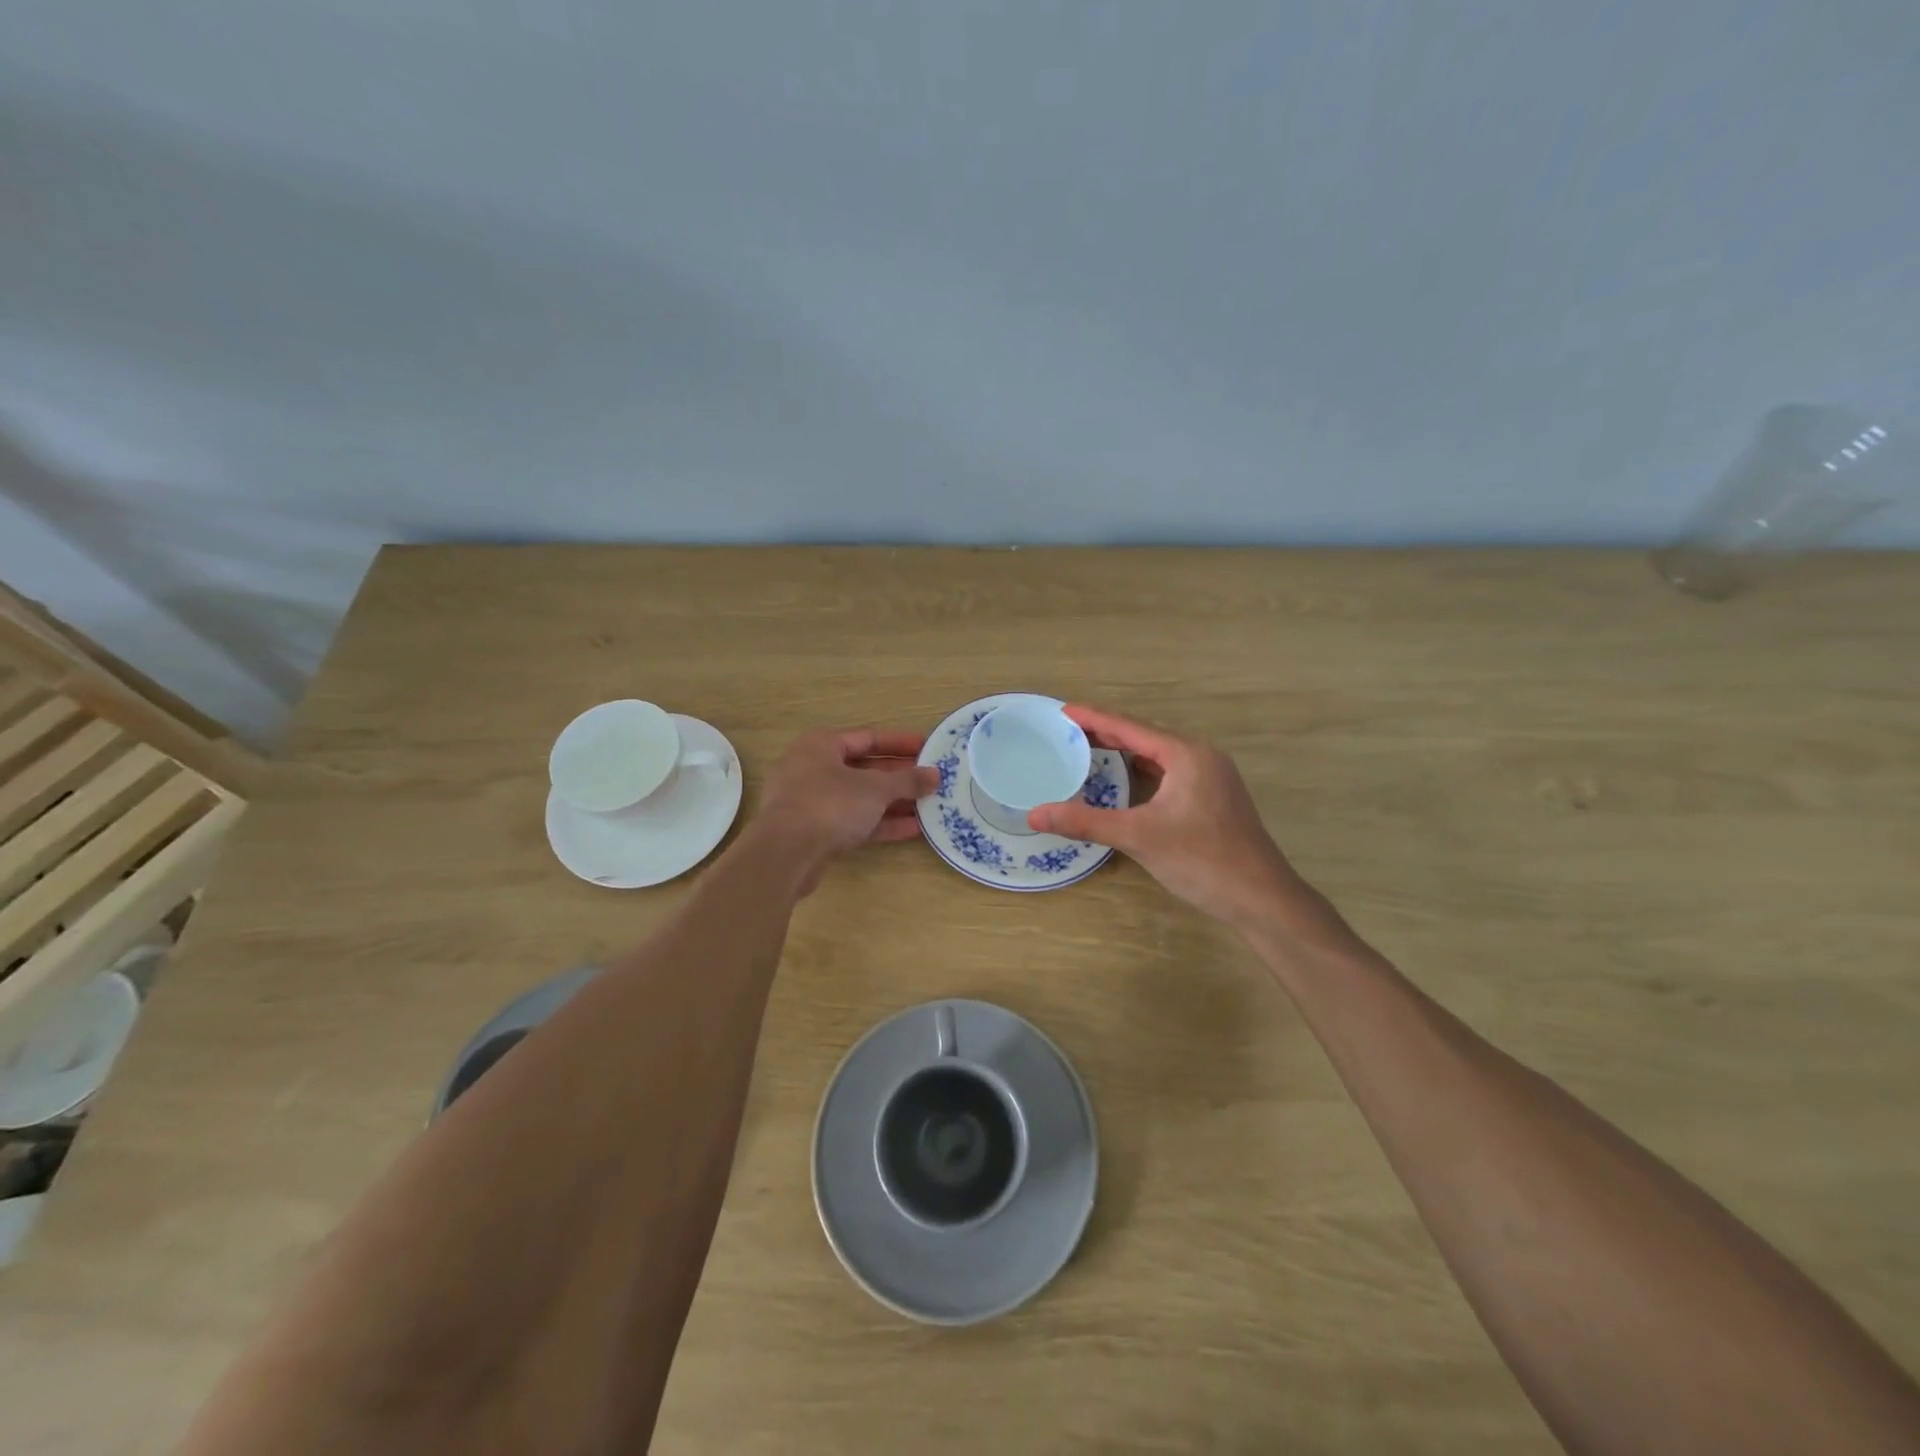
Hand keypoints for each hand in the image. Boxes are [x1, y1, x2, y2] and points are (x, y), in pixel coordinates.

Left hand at [758, 727, 937, 886]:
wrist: (785, 854)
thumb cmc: (829, 804)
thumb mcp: (875, 789)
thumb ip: (907, 781)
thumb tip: (935, 776)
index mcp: (821, 745)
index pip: (868, 737)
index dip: (900, 742)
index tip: (928, 747)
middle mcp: (813, 768)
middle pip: (864, 768)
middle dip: (899, 776)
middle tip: (930, 779)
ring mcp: (811, 802)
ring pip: (859, 797)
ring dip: (893, 802)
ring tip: (928, 805)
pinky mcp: (814, 832)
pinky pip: (852, 821)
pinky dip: (880, 823)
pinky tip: (912, 828)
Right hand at [1027, 705, 1337, 937]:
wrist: (1262, 899)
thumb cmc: (1203, 861)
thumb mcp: (1139, 837)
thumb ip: (1086, 822)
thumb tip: (1035, 815)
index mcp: (1187, 754)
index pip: (1130, 728)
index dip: (1094, 718)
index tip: (1062, 710)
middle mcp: (1201, 757)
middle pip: (1144, 737)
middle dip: (1105, 732)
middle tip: (1066, 730)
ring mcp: (1211, 777)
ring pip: (1157, 756)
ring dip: (1124, 751)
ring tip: (1086, 747)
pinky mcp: (1212, 797)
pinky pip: (1168, 772)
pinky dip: (1141, 771)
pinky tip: (1123, 778)